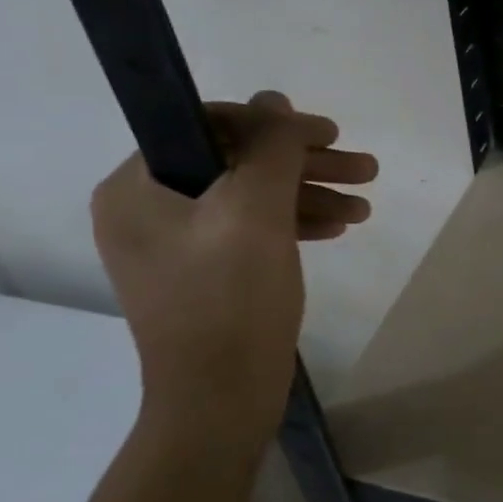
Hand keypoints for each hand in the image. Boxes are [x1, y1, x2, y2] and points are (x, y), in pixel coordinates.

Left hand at [90, 92, 377, 440]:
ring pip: (252, 198)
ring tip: (365, 206)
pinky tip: (337, 229)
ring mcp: (176, 245)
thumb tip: (275, 101)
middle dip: (306, 165)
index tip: (330, 134)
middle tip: (365, 168)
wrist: (220, 400)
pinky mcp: (204, 273)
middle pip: (238, 163)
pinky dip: (293, 224)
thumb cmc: (231, 300)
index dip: (274, 125)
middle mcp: (148, 209)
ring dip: (310, 195)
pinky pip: (251, 231)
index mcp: (137, 187)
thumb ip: (271, 148)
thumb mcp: (256, 212)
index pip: (207, 126)